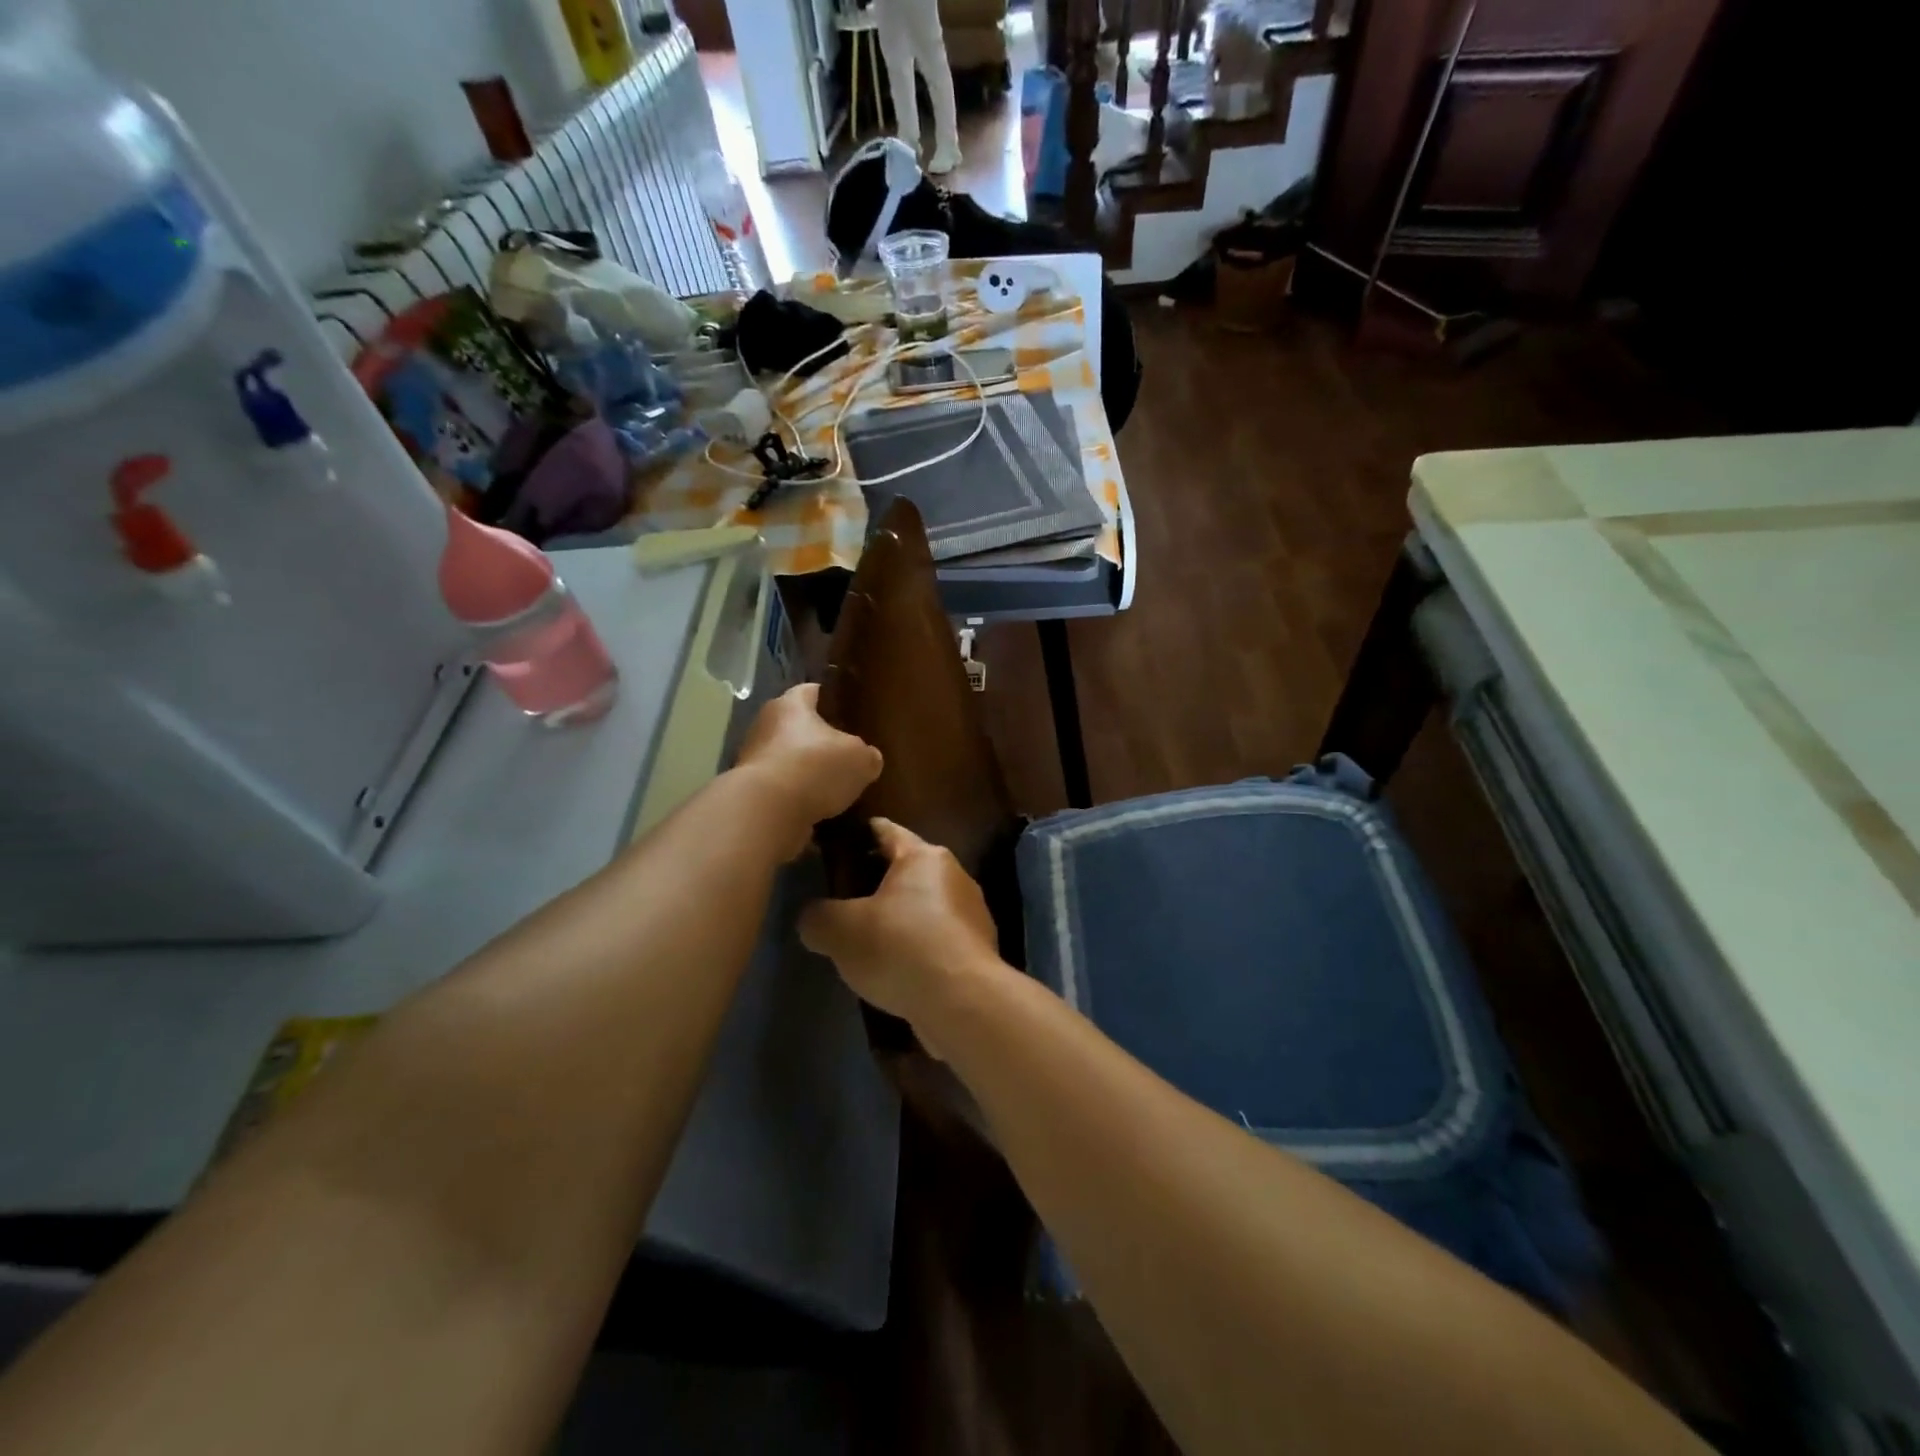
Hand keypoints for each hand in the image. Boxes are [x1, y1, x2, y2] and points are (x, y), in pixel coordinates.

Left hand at [735, 684, 882, 857]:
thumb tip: (869, 759)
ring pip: (786, 758)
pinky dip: (796, 796)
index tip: (844, 708)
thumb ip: (867, 756)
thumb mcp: (859, 760)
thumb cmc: (815, 768)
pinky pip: (779, 788)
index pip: (810, 691)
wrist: (767, 812)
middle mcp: (766, 725)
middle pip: (795, 725)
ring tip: (832, 785)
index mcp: (791, 705)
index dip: (828, 697)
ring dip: (805, 769)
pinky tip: (817, 808)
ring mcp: (753, 759)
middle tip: (843, 751)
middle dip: (816, 738)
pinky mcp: (750, 791)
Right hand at [799, 817, 1003, 1051]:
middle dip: (875, 882)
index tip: (834, 843)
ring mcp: (972, 913)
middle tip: (842, 900)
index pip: (885, 830)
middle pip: (906, 869)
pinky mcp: (978, 950)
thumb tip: (813, 918)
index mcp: (923, 856)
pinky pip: (938, 939)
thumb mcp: (839, 931)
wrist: (963, 1002)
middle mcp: (954, 875)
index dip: (857, 834)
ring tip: (867, 941)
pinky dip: (917, 947)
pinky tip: (897, 970)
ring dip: (899, 918)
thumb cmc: (900, 947)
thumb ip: (817, 917)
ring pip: (924, 906)